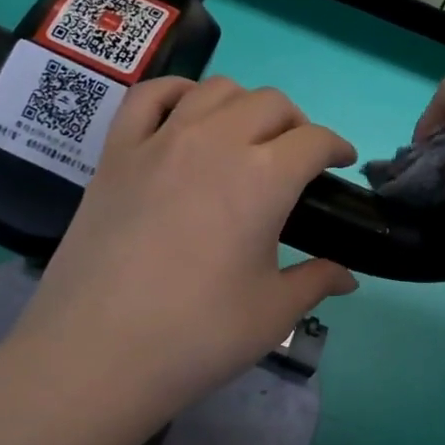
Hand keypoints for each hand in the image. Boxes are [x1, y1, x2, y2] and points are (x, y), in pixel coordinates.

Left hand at [0, 76, 358, 439]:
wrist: (97, 354)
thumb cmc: (197, 335)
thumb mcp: (272, 313)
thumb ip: (316, 281)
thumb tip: (348, 276)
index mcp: (263, 178)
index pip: (314, 141)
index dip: (337, 148)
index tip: (341, 164)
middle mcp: (215, 142)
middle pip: (270, 103)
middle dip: (296, 124)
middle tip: (297, 159)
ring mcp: (160, 141)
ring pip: (215, 90)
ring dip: (244, 105)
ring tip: (246, 138)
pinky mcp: (116, 153)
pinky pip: (148, 95)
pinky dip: (177, 92)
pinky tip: (187, 113)